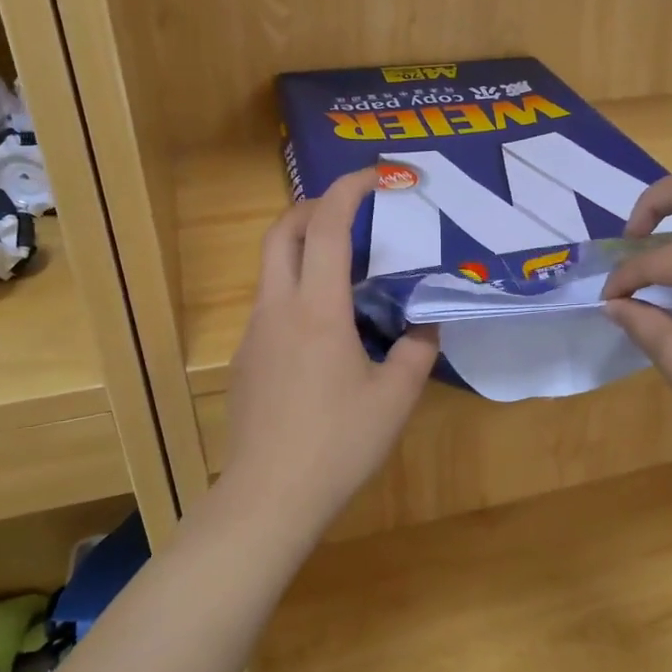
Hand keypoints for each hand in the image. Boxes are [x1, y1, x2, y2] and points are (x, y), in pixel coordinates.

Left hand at [222, 168, 438, 529]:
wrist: (269, 496)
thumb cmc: (338, 443)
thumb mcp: (395, 399)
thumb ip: (417, 352)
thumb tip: (425, 326)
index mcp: (318, 309)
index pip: (326, 226)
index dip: (348, 190)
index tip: (375, 176)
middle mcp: (278, 309)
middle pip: (282, 232)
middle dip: (314, 206)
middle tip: (352, 210)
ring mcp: (255, 334)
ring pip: (272, 269)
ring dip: (304, 250)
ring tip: (348, 272)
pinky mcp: (245, 360)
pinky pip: (271, 306)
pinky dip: (297, 291)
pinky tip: (326, 332)